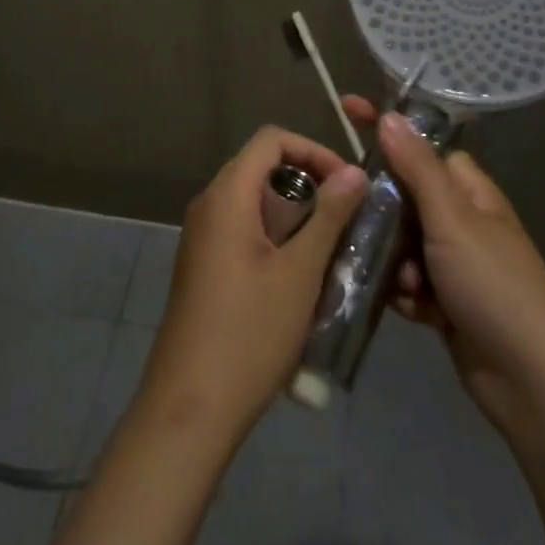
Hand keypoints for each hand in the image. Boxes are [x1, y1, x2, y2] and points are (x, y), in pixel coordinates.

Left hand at [137, 127, 367, 448]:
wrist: (190, 405)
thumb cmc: (250, 333)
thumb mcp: (300, 273)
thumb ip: (329, 216)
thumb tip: (354, 172)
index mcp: (227, 195)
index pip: (270, 139)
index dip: (312, 149)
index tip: (346, 183)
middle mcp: (209, 205)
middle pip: (262, 167)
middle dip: (308, 182)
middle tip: (347, 215)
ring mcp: (202, 236)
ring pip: (255, 201)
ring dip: (296, 213)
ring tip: (332, 247)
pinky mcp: (204, 264)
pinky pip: (243, 228)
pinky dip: (276, 235)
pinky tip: (302, 274)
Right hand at [344, 97, 544, 439]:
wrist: (532, 381)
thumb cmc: (494, 286)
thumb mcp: (453, 220)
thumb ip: (418, 168)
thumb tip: (390, 116)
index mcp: (470, 193)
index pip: (422, 146)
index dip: (387, 130)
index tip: (346, 110)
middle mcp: (462, 222)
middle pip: (404, 196)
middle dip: (381, 211)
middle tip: (355, 218)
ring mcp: (453, 264)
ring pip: (400, 241)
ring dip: (392, 259)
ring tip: (403, 282)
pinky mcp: (445, 302)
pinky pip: (407, 282)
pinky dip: (403, 292)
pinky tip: (410, 309)